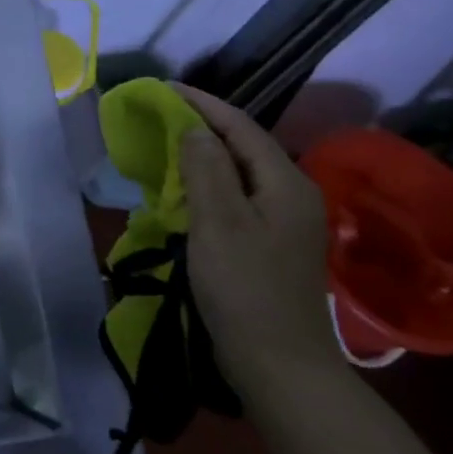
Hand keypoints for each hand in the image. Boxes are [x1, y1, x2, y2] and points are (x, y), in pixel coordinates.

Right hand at [173, 85, 338, 394]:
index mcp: (285, 182)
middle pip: (243, 146)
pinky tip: (187, 193)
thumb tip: (193, 128)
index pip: (240, 126)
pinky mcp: (273, 245)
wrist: (278, 364)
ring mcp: (286, 222)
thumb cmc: (244, 289)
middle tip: (159, 116)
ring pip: (240, 174)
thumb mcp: (218, 222)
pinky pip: (238, 199)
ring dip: (204, 156)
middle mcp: (293, 194)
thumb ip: (205, 167)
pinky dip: (210, 186)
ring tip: (167, 146)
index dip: (201, 103)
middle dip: (202, 126)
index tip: (163, 88)